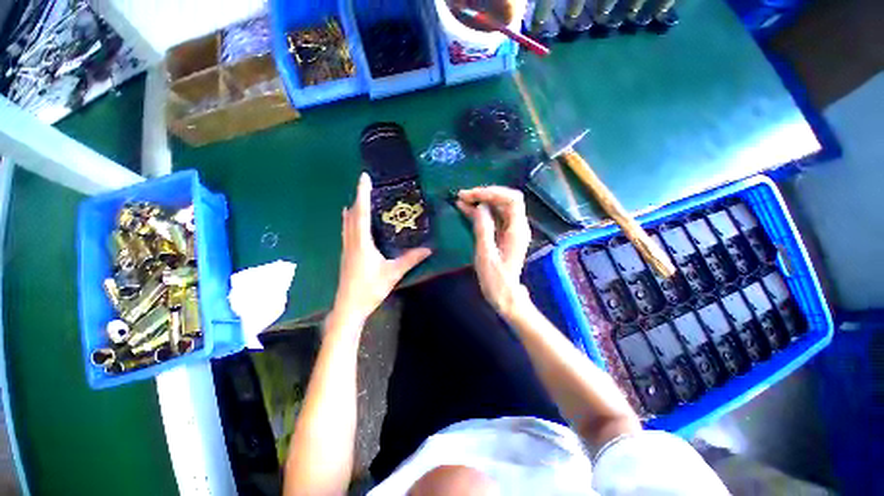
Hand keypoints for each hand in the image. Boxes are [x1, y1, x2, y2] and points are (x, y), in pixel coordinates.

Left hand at [331, 173, 431, 326]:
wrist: (349, 306)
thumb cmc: (370, 288)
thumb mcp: (393, 273)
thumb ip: (411, 259)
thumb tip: (429, 249)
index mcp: (362, 242)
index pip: (361, 212)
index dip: (362, 193)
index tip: (364, 177)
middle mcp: (351, 241)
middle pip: (352, 214)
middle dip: (358, 198)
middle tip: (367, 186)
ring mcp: (346, 248)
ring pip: (347, 222)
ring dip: (353, 208)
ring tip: (360, 199)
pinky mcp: (346, 254)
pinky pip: (347, 230)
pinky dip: (350, 220)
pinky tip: (353, 221)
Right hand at [456, 186, 531, 319]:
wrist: (505, 296)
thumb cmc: (495, 279)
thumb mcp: (485, 254)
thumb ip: (483, 228)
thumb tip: (478, 206)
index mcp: (517, 230)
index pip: (512, 199)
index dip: (493, 192)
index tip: (472, 195)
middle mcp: (517, 226)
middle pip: (505, 200)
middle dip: (485, 194)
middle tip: (463, 196)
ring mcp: (511, 230)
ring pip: (499, 207)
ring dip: (481, 201)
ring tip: (461, 200)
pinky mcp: (504, 235)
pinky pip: (494, 217)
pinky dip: (481, 212)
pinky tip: (466, 210)